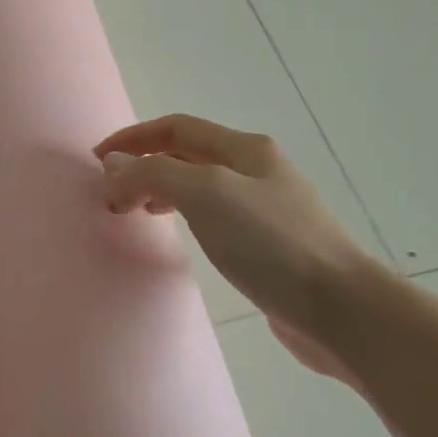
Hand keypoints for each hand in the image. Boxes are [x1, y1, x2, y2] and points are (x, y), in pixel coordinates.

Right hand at [95, 114, 374, 382]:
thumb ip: (154, 174)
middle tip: (113, 194)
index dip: (133, 138)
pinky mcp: (271, 244)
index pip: (176, 128)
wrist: (341, 308)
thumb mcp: (206, 195)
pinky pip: (214, 216)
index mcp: (245, 149)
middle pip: (188, 154)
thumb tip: (114, 166)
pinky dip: (185, 215)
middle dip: (145, 165)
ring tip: (136, 212)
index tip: (97, 160)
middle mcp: (257, 170)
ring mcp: (267, 208)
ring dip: (162, 189)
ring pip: (200, 185)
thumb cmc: (271, 243)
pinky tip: (182, 234)